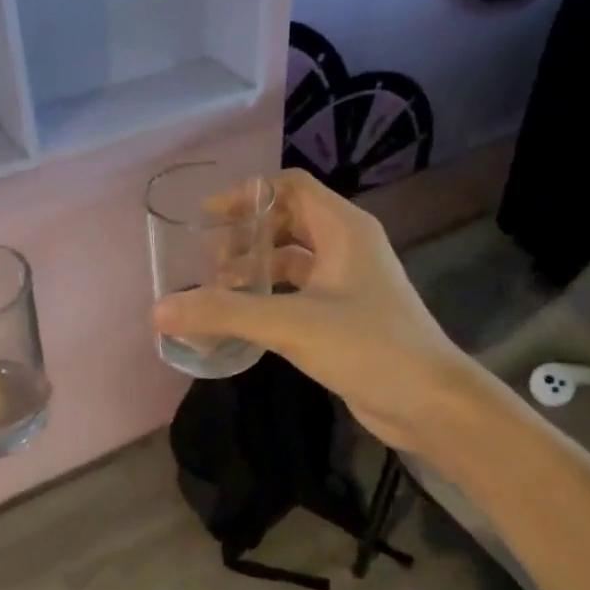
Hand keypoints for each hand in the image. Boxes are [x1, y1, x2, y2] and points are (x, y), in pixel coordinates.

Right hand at [152, 169, 469, 454]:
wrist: (430, 403)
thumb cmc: (369, 346)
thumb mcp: (291, 324)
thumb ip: (225, 314)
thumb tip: (159, 310)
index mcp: (344, 228)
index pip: (290, 186)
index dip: (248, 194)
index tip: (209, 217)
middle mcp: (348, 247)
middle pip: (288, 221)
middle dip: (246, 236)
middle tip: (208, 261)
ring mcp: (348, 283)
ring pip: (292, 260)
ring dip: (255, 269)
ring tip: (217, 291)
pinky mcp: (345, 316)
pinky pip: (298, 293)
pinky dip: (269, 298)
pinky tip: (243, 320)